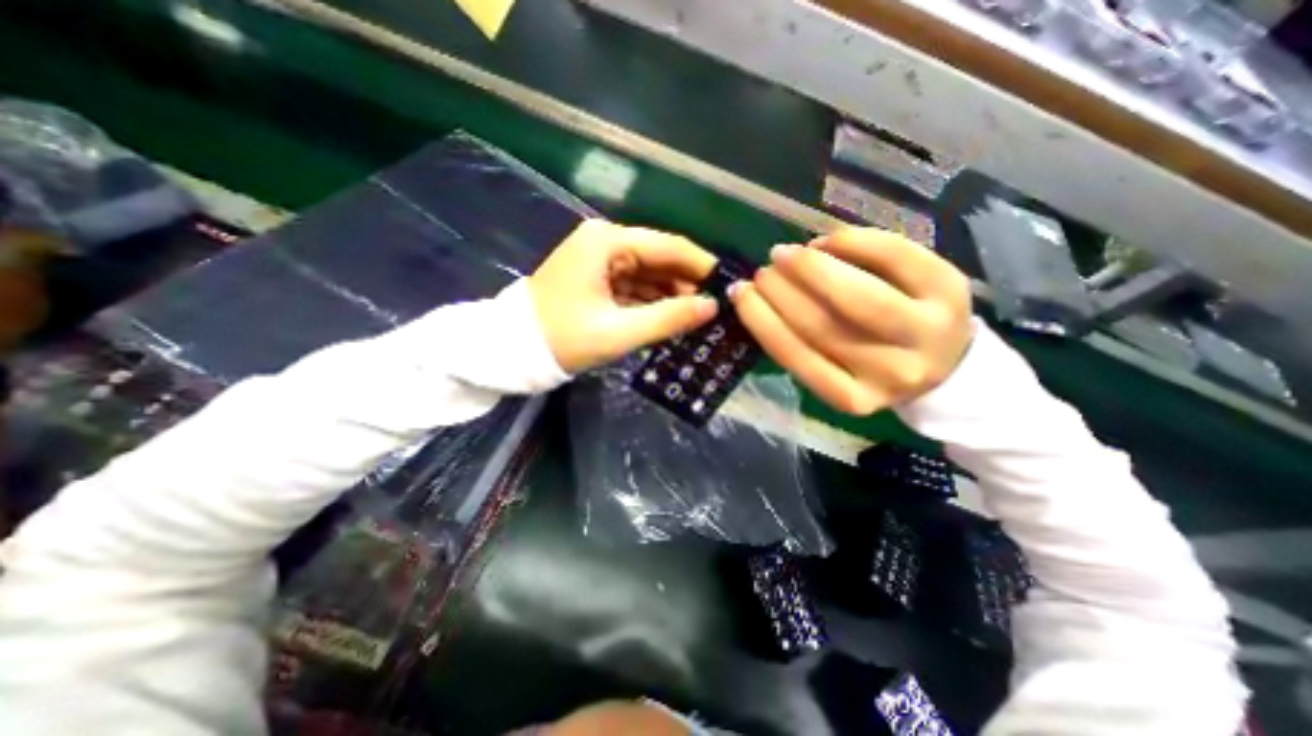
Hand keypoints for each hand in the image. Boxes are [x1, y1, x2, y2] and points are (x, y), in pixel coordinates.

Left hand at [528, 217, 716, 372]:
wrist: (513, 350)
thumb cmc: (563, 338)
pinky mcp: (596, 277)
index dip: (701, 266)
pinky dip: (652, 301)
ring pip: (649, 273)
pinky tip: (671, 317)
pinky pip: (634, 285)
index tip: (728, 285)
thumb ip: (669, 318)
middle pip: (660, 258)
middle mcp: (605, 242)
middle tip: (715, 309)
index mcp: (608, 243)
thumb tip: (711, 307)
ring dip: (671, 294)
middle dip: (687, 283)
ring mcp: (599, 259)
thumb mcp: (619, 331)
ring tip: (698, 317)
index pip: (668, 246)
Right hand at [728, 228, 972, 416]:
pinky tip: (827, 240)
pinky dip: (853, 242)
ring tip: (787, 254)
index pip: (797, 357)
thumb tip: (759, 296)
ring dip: (812, 267)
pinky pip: (896, 257)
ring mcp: (927, 332)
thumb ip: (799, 345)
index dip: (762, 320)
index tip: (740, 292)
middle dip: (783, 291)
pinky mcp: (950, 290)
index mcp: (853, 397)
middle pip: (824, 325)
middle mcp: (892, 372)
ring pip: (858, 295)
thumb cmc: (871, 364)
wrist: (946, 361)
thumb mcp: (833, 371)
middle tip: (764, 270)